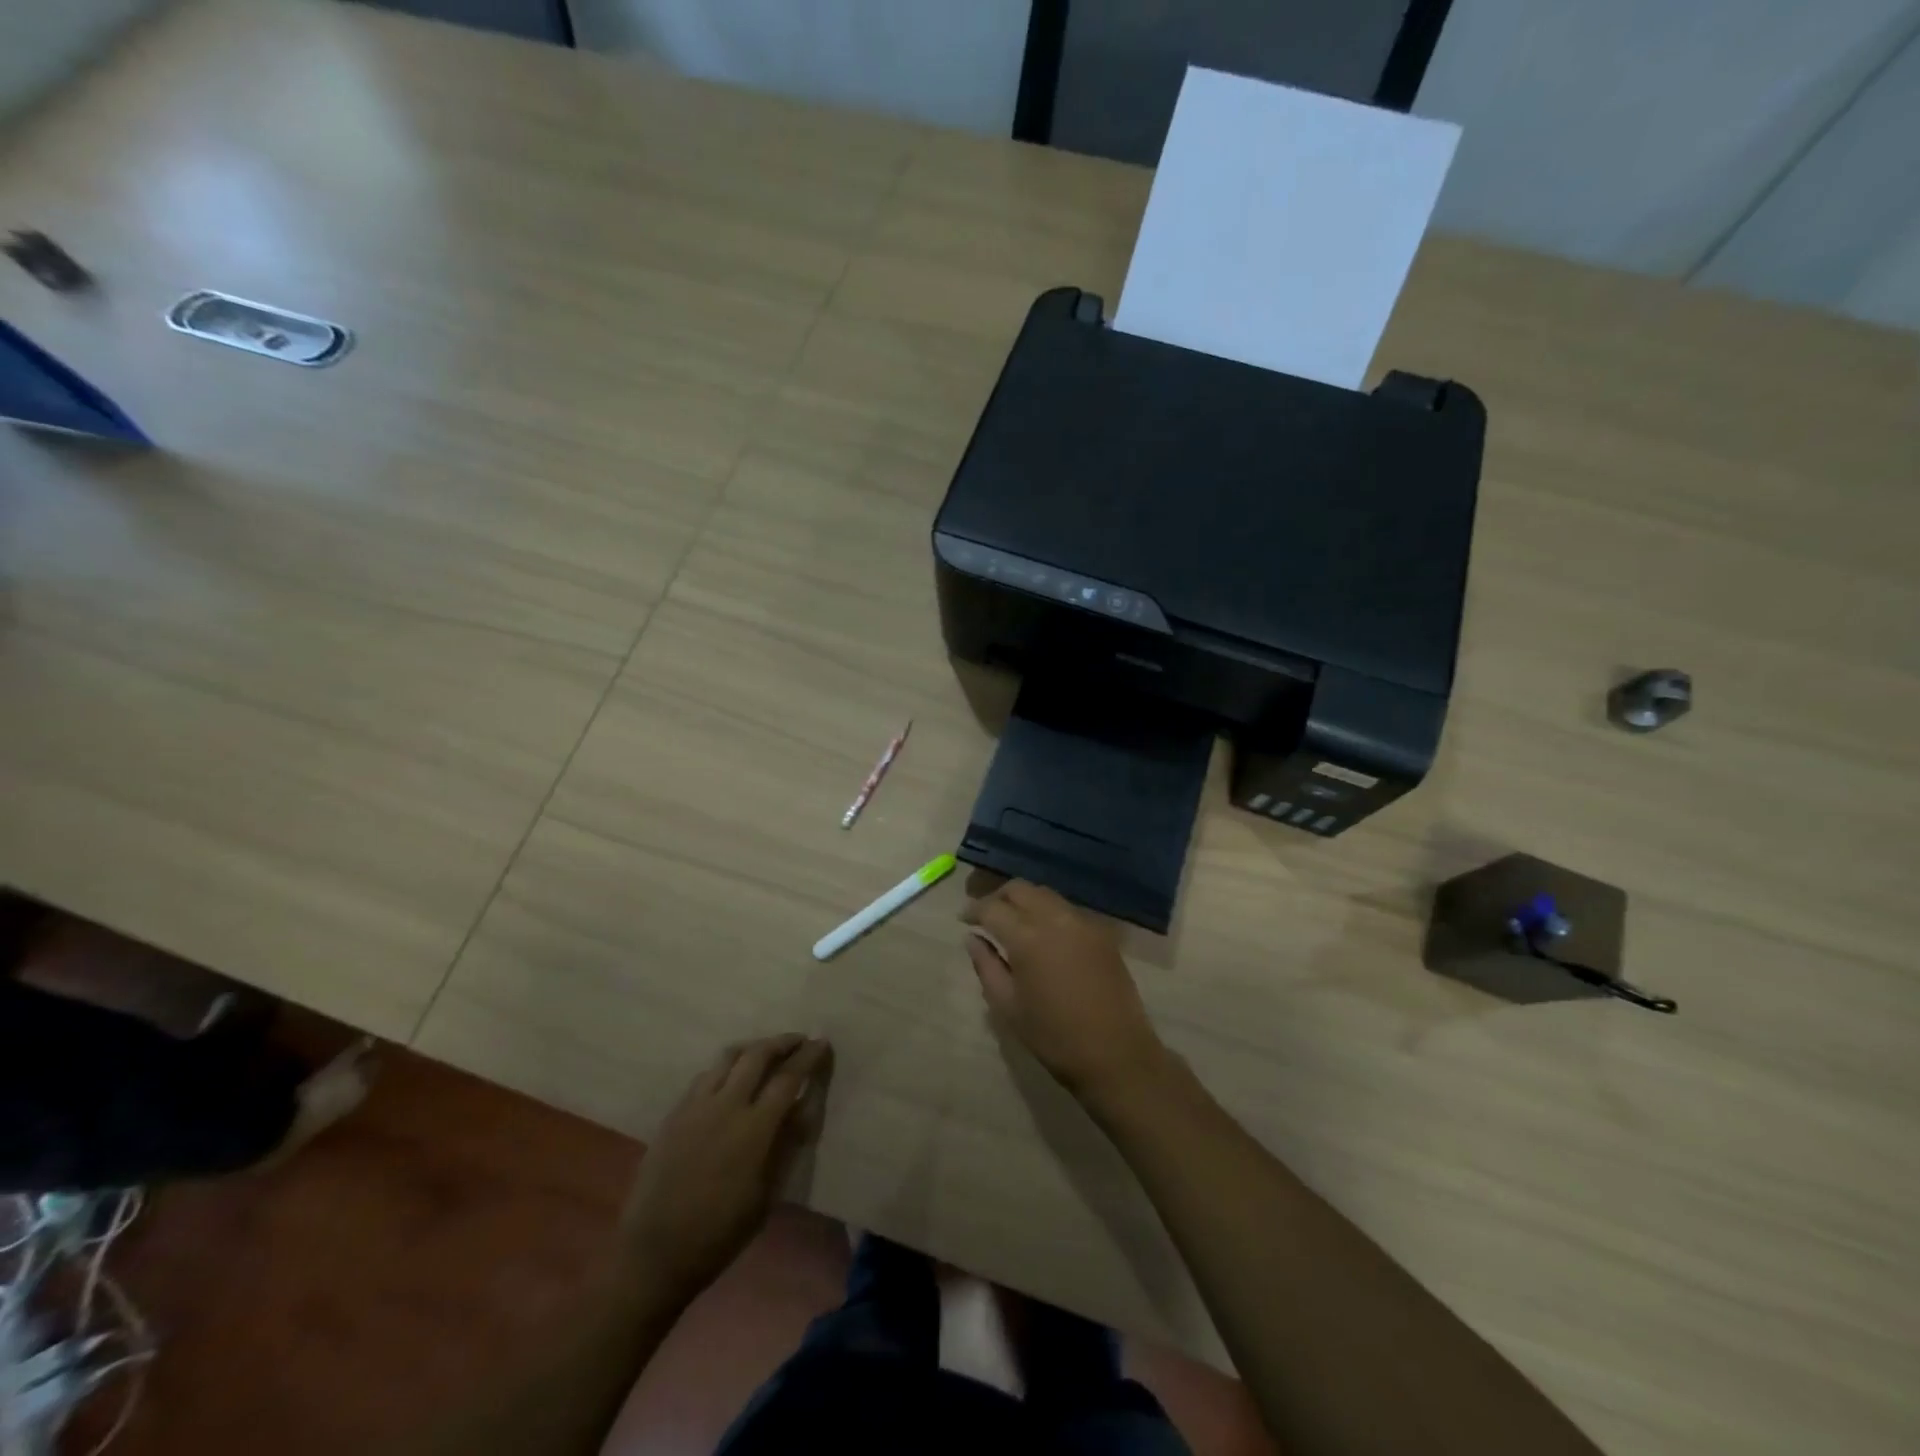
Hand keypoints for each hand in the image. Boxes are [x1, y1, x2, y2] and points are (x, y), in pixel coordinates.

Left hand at [622, 1035, 832, 1303]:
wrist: (655, 1253)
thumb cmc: (720, 1232)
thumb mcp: (767, 1194)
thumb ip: (787, 1143)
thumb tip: (804, 1106)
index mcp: (754, 1128)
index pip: (788, 1077)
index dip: (808, 1056)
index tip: (822, 1042)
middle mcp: (726, 1105)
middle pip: (757, 1054)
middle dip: (782, 1042)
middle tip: (798, 1041)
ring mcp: (696, 1106)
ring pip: (728, 1057)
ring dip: (752, 1048)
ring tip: (766, 1053)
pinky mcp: (675, 1113)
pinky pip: (705, 1076)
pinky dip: (726, 1068)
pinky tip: (731, 1080)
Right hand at [961, 881, 1169, 1102]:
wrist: (1116, 1054)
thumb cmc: (1054, 1036)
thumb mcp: (1008, 1006)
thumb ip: (986, 965)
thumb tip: (973, 938)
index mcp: (1027, 937)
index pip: (992, 907)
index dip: (974, 910)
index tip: (964, 919)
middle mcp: (1055, 918)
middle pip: (1020, 889)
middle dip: (999, 897)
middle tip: (986, 916)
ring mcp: (1083, 922)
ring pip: (1046, 894)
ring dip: (1025, 900)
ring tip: (1013, 922)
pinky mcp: (1102, 933)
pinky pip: (1067, 909)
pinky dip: (1048, 911)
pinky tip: (1043, 934)